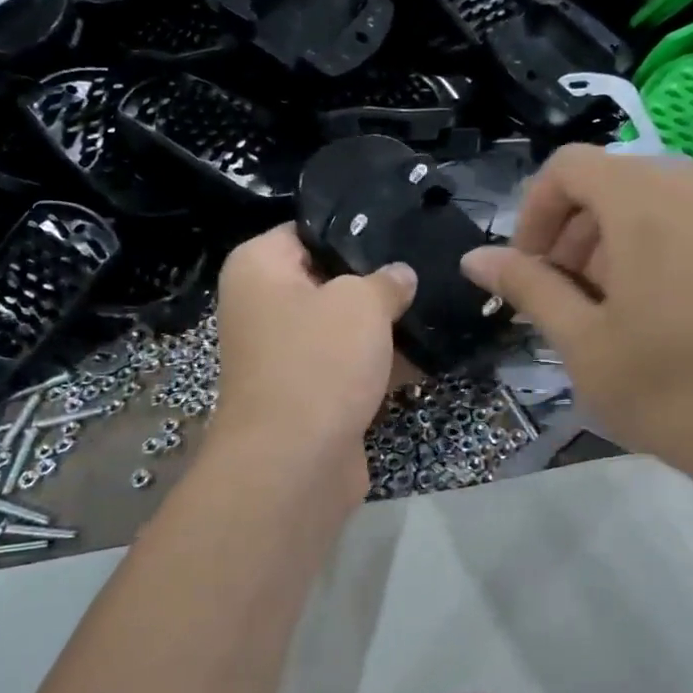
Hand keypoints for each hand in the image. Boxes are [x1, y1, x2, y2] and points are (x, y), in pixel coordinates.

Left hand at [212, 225, 416, 496]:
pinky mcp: (307, 393)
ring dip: (382, 326)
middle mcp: (262, 306)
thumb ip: (385, 281)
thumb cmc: (319, 361)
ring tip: (435, 307)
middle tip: (425, 268)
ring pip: (341, 326)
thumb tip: (399, 276)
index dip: (353, 229)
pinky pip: (347, 366)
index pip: (306, 230)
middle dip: (374, 280)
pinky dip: (380, 364)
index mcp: (257, 268)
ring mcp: (284, 354)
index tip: (398, 229)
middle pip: (327, 279)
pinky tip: (428, 356)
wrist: (294, 463)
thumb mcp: (361, 303)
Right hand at [461, 146, 692, 519]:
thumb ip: (527, 285)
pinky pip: (688, 218)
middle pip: (607, 184)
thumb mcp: (581, 339)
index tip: (526, 270)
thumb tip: (474, 258)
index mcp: (645, 196)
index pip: (566, 169)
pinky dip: (653, 246)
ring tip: (607, 312)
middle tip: (562, 301)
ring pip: (647, 202)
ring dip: (609, 244)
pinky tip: (654, 309)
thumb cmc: (670, 388)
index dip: (533, 214)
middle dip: (570, 236)